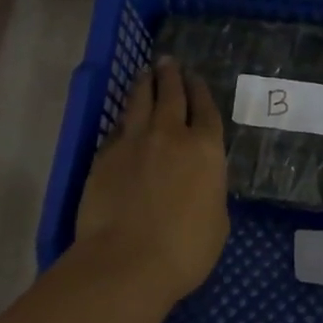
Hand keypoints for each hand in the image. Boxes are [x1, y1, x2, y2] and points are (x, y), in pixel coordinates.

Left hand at [74, 56, 229, 301]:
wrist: (127, 261)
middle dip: (171, 74)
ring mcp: (135, 141)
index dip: (200, 90)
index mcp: (205, 149)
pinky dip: (124, 119)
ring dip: (145, 84)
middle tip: (167, 61)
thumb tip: (199, 180)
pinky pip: (118, 127)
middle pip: (171, 94)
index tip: (195, 77)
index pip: (205, 109)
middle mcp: (171, 134)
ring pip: (140, 101)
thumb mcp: (216, 220)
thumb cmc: (185, 250)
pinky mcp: (106, 155)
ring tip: (145, 73)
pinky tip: (124, 118)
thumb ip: (209, 189)